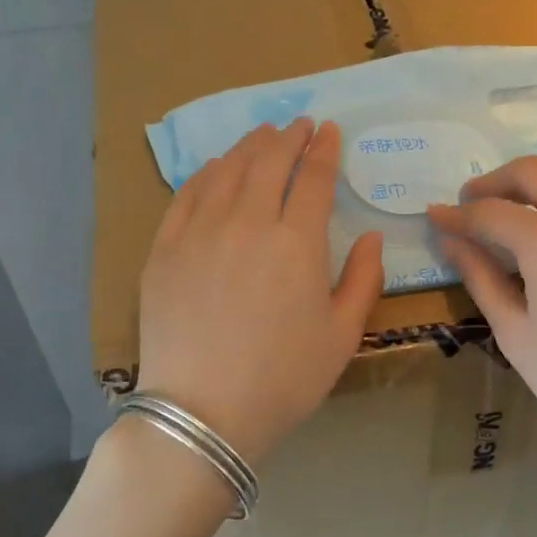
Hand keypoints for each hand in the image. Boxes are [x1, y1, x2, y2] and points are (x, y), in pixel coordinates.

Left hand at [137, 119, 383, 463]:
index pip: (313, 178)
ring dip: (249, 145)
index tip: (329, 131)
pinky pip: (187, 194)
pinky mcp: (165, 248)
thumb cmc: (283, 379)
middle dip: (289, 136)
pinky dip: (206, 172)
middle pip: (269, 161)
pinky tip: (215, 167)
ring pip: (227, 169)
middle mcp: (248, 222)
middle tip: (299, 124)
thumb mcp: (342, 336)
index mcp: (297, 242)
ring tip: (262, 135)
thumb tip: (371, 236)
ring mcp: (200, 231)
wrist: (203, 412)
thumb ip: (364, 280)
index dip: (323, 150)